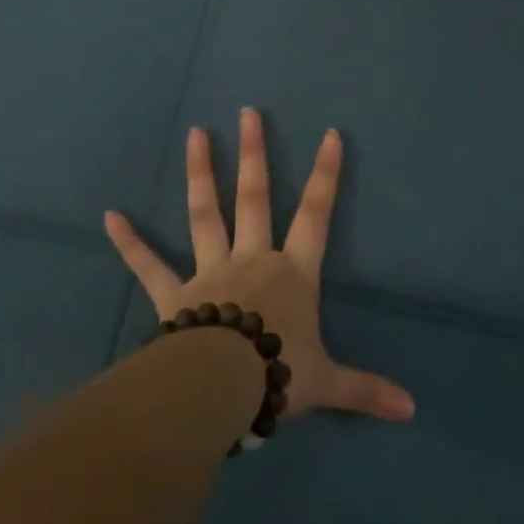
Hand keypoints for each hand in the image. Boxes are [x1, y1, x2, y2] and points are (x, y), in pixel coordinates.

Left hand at [104, 108, 415, 424]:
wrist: (220, 389)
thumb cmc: (278, 375)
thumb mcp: (329, 383)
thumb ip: (367, 389)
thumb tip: (413, 410)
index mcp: (292, 273)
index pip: (316, 215)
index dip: (326, 175)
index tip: (329, 134)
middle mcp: (252, 259)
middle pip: (254, 197)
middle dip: (253, 154)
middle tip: (248, 113)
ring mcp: (209, 271)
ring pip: (205, 214)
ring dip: (200, 173)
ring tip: (195, 133)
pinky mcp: (173, 294)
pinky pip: (149, 265)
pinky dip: (129, 242)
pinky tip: (109, 216)